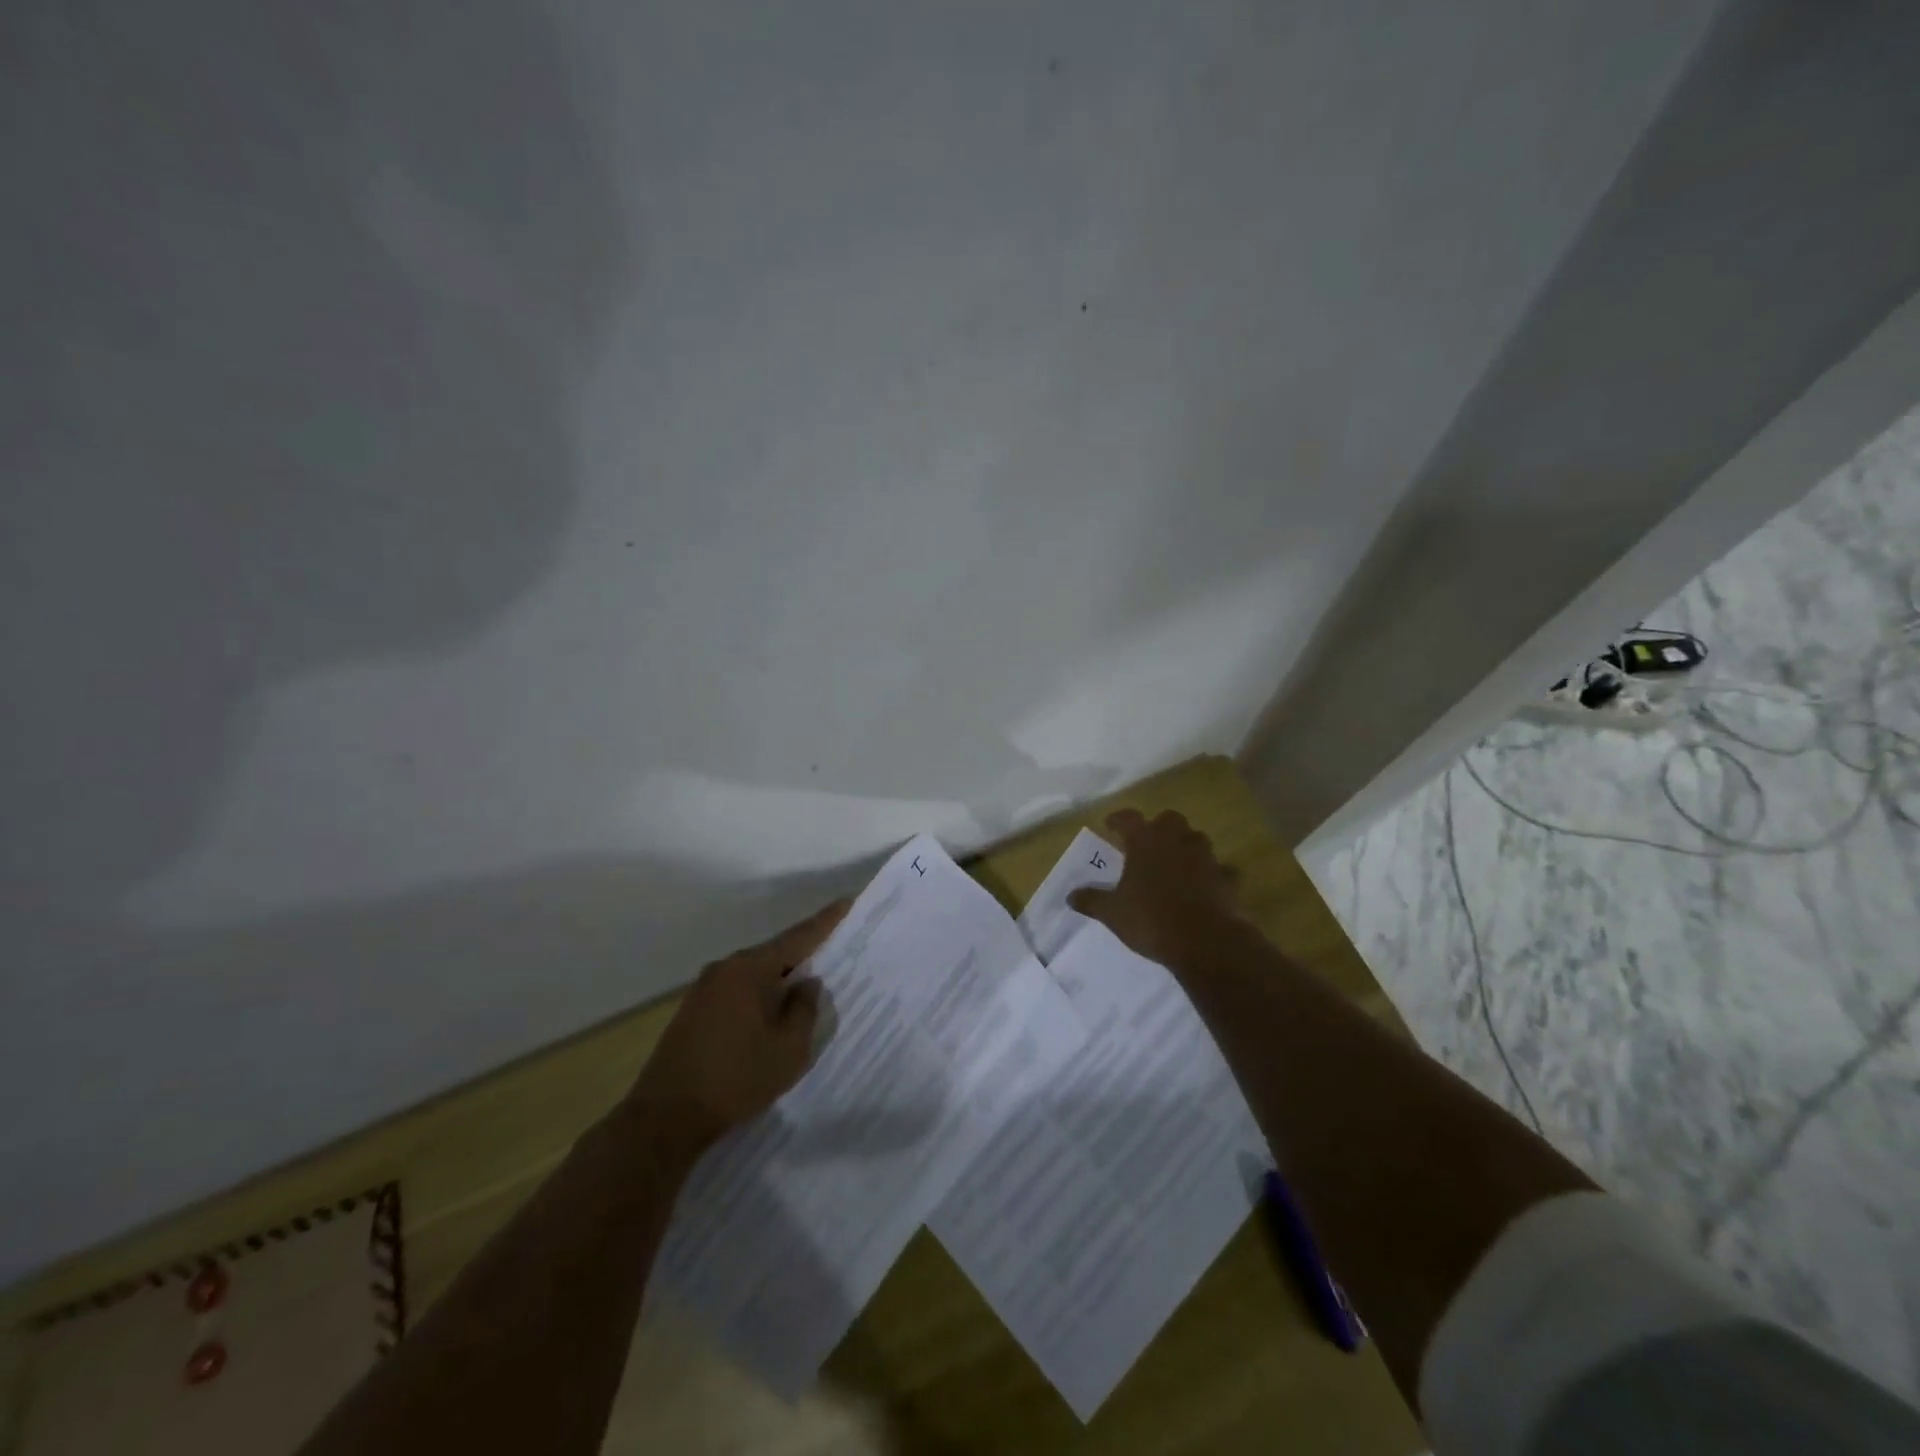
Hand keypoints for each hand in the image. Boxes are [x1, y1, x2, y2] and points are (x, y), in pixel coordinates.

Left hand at [626, 899, 848, 1149]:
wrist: (665, 1117)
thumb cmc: (736, 1078)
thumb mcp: (788, 1049)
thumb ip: (805, 1009)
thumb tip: (806, 984)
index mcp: (751, 968)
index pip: (799, 936)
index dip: (826, 920)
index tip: (847, 901)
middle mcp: (726, 968)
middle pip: (776, 953)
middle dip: (805, 955)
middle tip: (835, 954)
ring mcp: (705, 988)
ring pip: (756, 974)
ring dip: (780, 980)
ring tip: (808, 989)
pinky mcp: (694, 1010)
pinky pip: (739, 991)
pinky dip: (760, 996)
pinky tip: (772, 1015)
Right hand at [1067, 809, 1237, 967]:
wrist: (1206, 941)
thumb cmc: (1151, 919)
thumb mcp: (1113, 913)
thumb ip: (1091, 901)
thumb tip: (1070, 896)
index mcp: (1146, 842)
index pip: (1129, 818)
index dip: (1118, 819)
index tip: (1109, 824)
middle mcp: (1176, 841)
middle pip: (1169, 819)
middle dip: (1159, 826)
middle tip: (1148, 842)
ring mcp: (1205, 858)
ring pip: (1197, 838)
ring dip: (1186, 845)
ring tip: (1176, 861)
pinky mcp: (1226, 879)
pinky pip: (1220, 869)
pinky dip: (1212, 874)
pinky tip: (1205, 885)